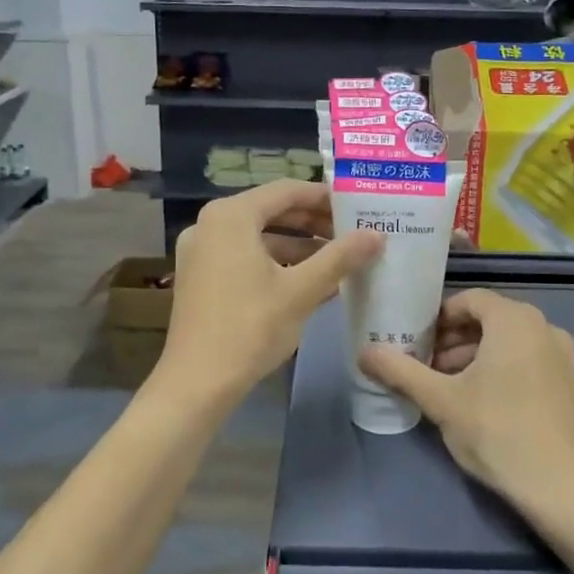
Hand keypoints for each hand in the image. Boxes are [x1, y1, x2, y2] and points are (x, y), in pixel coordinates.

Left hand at [162, 181, 381, 398]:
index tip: (357, 208)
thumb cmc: (250, 327)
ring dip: (298, 246)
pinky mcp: (200, 277)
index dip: (325, 197)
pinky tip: (308, 282)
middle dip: (313, 223)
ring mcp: (201, 251)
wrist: (197, 383)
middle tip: (351, 234)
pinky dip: (276, 263)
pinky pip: (245, 257)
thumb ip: (340, 257)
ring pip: (259, 237)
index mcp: (231, 216)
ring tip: (338, 261)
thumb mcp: (301, 290)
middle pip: (271, 211)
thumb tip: (377, 235)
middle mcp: (211, 224)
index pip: (287, 190)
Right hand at [359, 290, 573, 516]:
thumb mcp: (441, 401)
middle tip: (423, 367)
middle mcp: (543, 327)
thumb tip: (364, 353)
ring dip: (472, 357)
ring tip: (445, 389)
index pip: (468, 300)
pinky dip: (498, 370)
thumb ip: (401, 371)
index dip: (437, 318)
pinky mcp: (569, 383)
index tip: (414, 343)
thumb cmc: (498, 432)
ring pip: (506, 342)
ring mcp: (561, 356)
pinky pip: (525, 361)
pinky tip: (478, 404)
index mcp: (515, 319)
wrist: (564, 489)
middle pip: (488, 319)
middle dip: (451, 340)